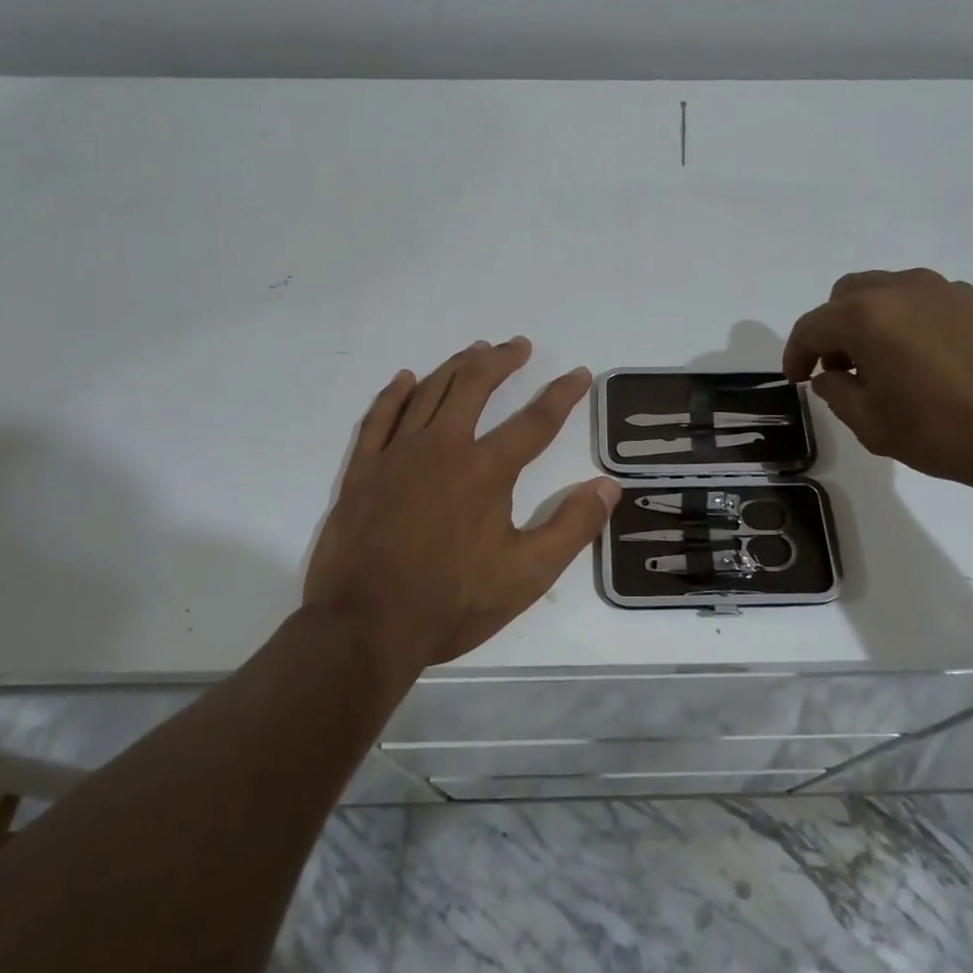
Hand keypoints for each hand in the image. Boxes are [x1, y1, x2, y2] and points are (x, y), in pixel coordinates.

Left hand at [303, 338, 618, 669]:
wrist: (364, 627)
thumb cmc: (451, 603)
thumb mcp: (526, 576)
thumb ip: (571, 527)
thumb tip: (609, 486)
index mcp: (486, 471)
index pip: (536, 421)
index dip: (563, 394)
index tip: (580, 373)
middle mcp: (443, 447)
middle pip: (475, 386)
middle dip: (502, 361)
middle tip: (518, 346)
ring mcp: (397, 454)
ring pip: (430, 391)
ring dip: (456, 366)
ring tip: (476, 350)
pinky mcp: (363, 469)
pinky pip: (380, 416)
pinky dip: (395, 393)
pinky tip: (405, 379)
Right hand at [782, 268, 972, 504]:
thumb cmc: (948, 432)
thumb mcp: (873, 425)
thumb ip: (837, 393)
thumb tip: (832, 375)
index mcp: (866, 316)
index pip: (812, 326)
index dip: (795, 354)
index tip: (796, 381)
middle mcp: (900, 289)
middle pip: (844, 297)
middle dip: (831, 331)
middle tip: (836, 371)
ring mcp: (941, 290)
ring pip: (882, 293)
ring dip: (866, 323)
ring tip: (877, 367)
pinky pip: (918, 301)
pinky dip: (901, 322)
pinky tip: (917, 362)